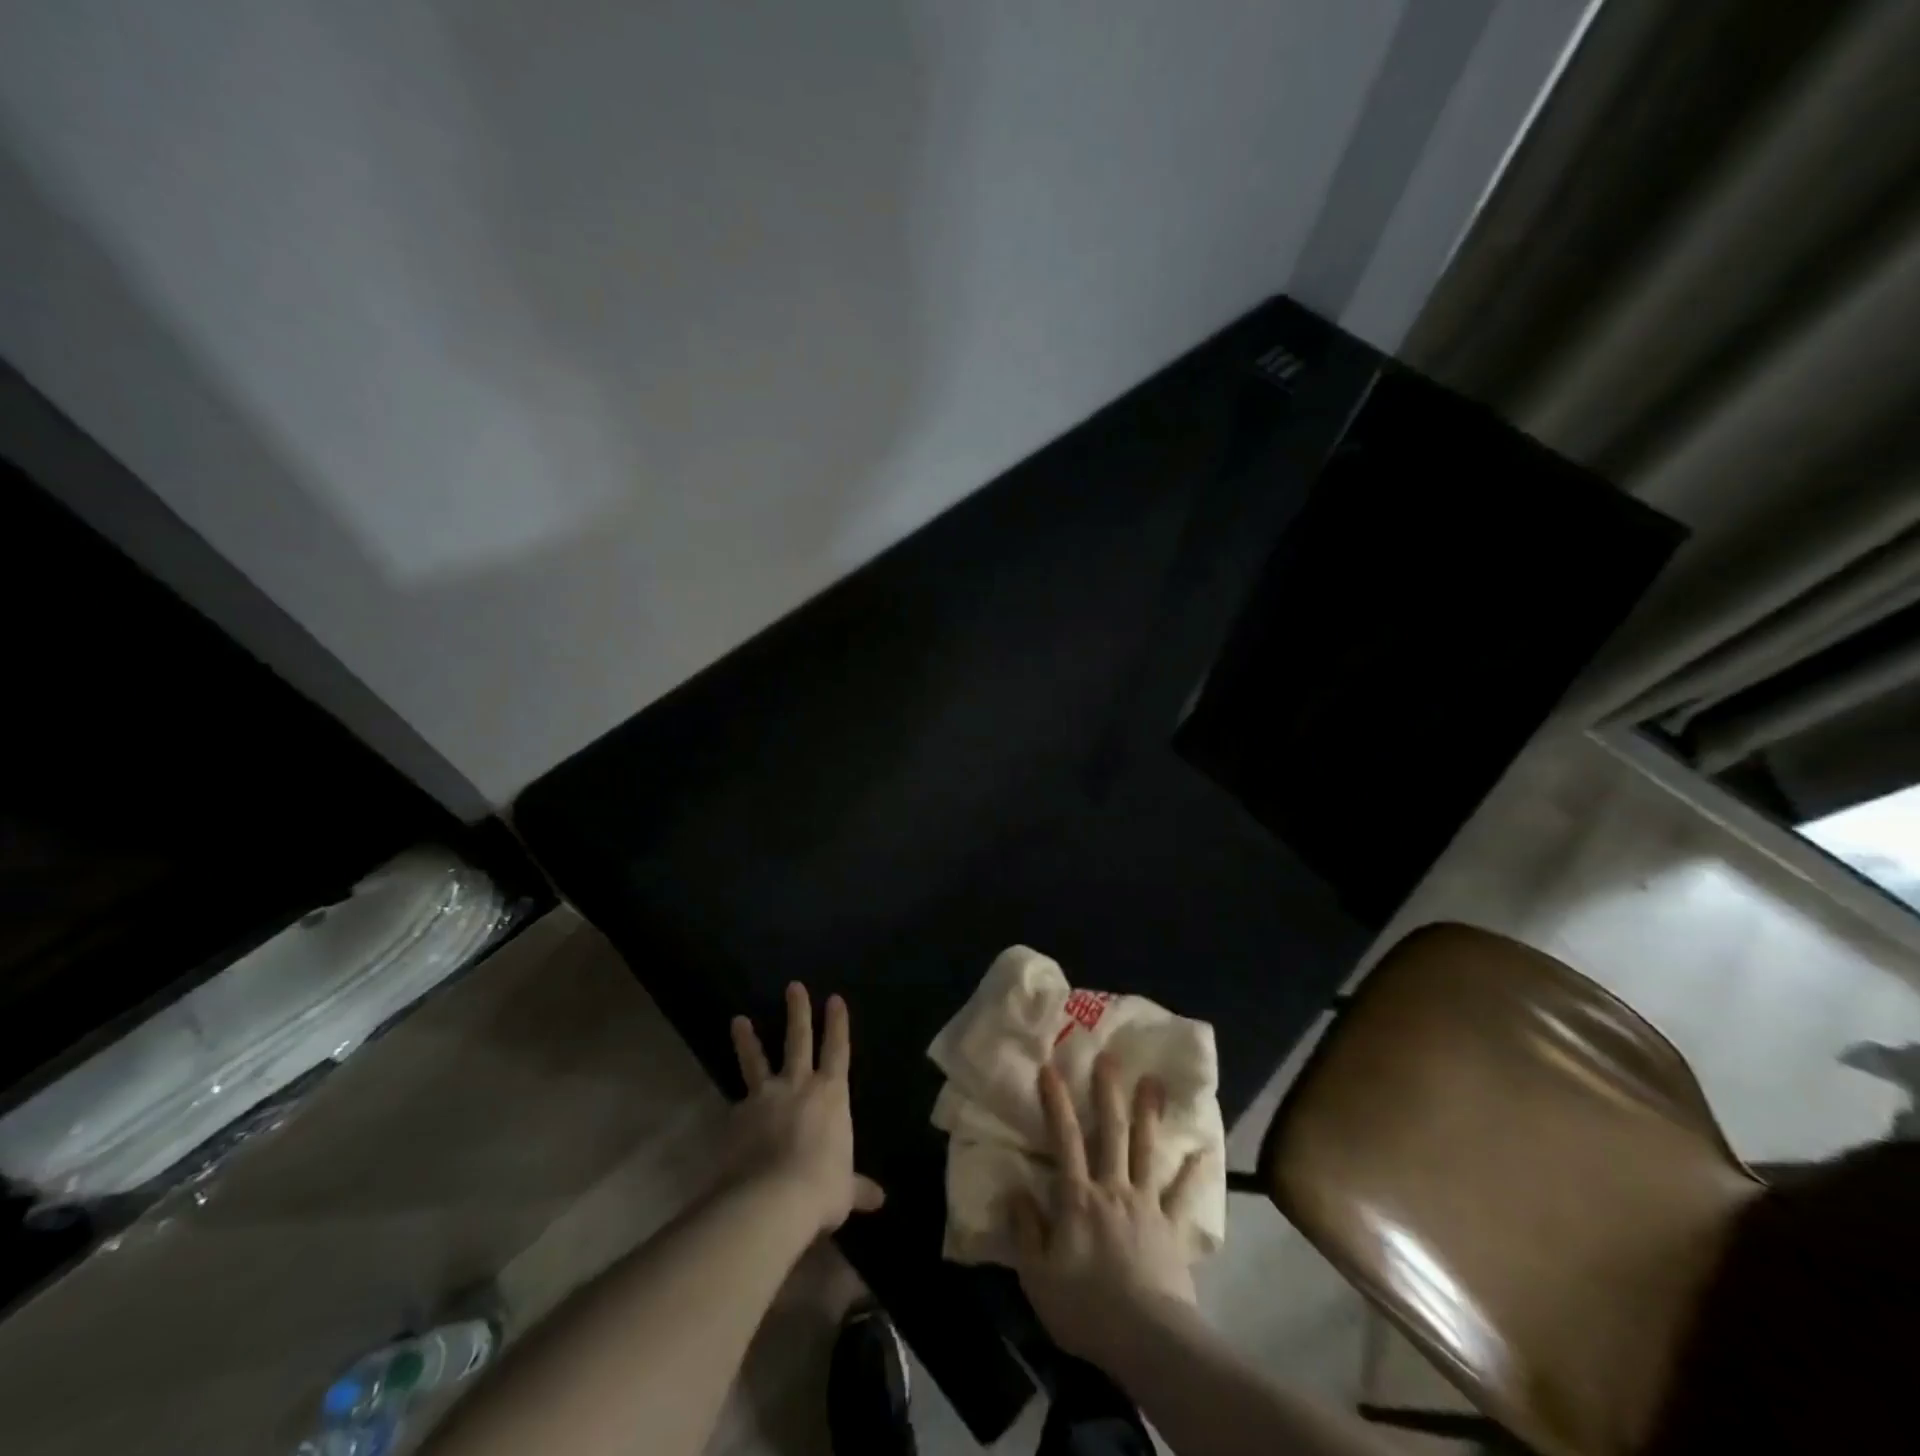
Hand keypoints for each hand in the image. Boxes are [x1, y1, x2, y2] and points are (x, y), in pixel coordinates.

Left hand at [722, 983, 885, 1236]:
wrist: (772, 1199)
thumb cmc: (821, 1188)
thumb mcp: (845, 1190)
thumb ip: (857, 1187)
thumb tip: (880, 1199)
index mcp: (831, 1095)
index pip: (837, 1050)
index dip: (838, 1024)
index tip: (834, 998)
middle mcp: (799, 1086)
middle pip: (799, 1040)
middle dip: (798, 1012)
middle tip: (793, 986)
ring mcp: (765, 1097)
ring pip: (757, 1061)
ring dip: (748, 1040)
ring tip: (738, 1021)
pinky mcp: (737, 1116)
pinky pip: (738, 1105)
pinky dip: (736, 1105)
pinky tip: (730, 1112)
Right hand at [1009, 1052, 1206, 1365]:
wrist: (1146, 1340)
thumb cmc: (1084, 1307)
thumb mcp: (1037, 1275)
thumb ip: (1026, 1230)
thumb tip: (1016, 1191)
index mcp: (1078, 1197)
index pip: (1064, 1139)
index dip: (1056, 1102)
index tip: (1051, 1068)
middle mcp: (1113, 1188)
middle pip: (1111, 1132)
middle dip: (1109, 1092)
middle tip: (1111, 1057)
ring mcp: (1147, 1205)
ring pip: (1147, 1150)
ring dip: (1149, 1114)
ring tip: (1154, 1081)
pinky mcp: (1173, 1229)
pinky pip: (1184, 1196)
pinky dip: (1193, 1173)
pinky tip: (1204, 1152)